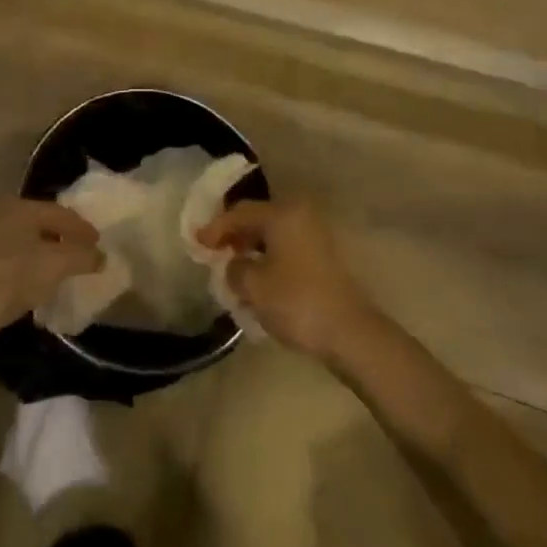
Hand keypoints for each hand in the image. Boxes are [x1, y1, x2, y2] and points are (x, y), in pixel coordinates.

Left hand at [0, 198, 103, 347]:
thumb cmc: (7, 279)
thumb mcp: (54, 267)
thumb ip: (81, 256)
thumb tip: (101, 254)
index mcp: (21, 206)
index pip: (60, 212)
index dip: (83, 228)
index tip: (99, 244)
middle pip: (39, 222)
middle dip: (61, 238)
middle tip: (81, 254)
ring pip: (21, 239)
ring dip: (41, 252)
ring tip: (58, 270)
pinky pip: (6, 257)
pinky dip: (23, 265)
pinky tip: (29, 282)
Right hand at [196, 199, 380, 358]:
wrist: (351, 333)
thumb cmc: (297, 302)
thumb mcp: (253, 286)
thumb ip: (234, 269)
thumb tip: (234, 265)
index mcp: (282, 213)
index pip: (239, 213)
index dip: (215, 228)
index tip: (196, 242)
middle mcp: (300, 214)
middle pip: (257, 218)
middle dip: (233, 235)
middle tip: (212, 252)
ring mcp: (315, 234)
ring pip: (272, 234)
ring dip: (251, 248)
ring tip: (232, 267)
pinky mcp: (324, 255)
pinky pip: (286, 247)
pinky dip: (268, 257)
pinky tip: (257, 277)